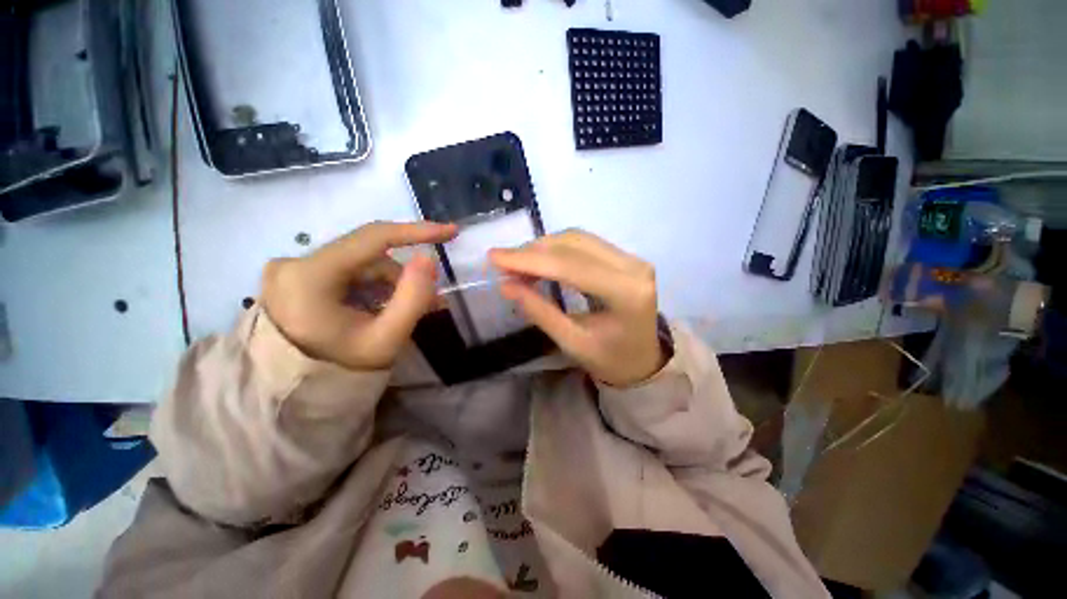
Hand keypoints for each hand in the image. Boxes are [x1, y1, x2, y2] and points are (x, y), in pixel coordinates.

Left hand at [261, 221, 457, 369]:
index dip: (416, 231)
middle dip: (404, 276)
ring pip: (361, 264)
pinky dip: (373, 286)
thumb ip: (413, 298)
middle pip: (369, 256)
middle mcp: (295, 263)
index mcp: (310, 276)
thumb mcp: (386, 339)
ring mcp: (292, 269)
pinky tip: (384, 307)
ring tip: (409, 310)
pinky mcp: (296, 276)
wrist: (294, 392)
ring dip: (390, 284)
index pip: (372, 238)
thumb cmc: (340, 370)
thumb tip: (429, 259)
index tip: (450, 232)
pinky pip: (349, 272)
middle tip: (433, 300)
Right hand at [489, 230, 664, 386]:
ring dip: (543, 248)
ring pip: (577, 239)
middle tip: (503, 263)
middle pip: (574, 245)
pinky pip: (584, 244)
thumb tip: (506, 285)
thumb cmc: (610, 360)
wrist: (643, 360)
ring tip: (517, 265)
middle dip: (533, 252)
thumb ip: (540, 311)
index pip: (571, 266)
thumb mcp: (572, 342)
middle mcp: (634, 267)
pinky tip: (538, 261)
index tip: (494, 257)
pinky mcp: (625, 257)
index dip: (530, 260)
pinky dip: (556, 249)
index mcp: (627, 293)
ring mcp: (632, 258)